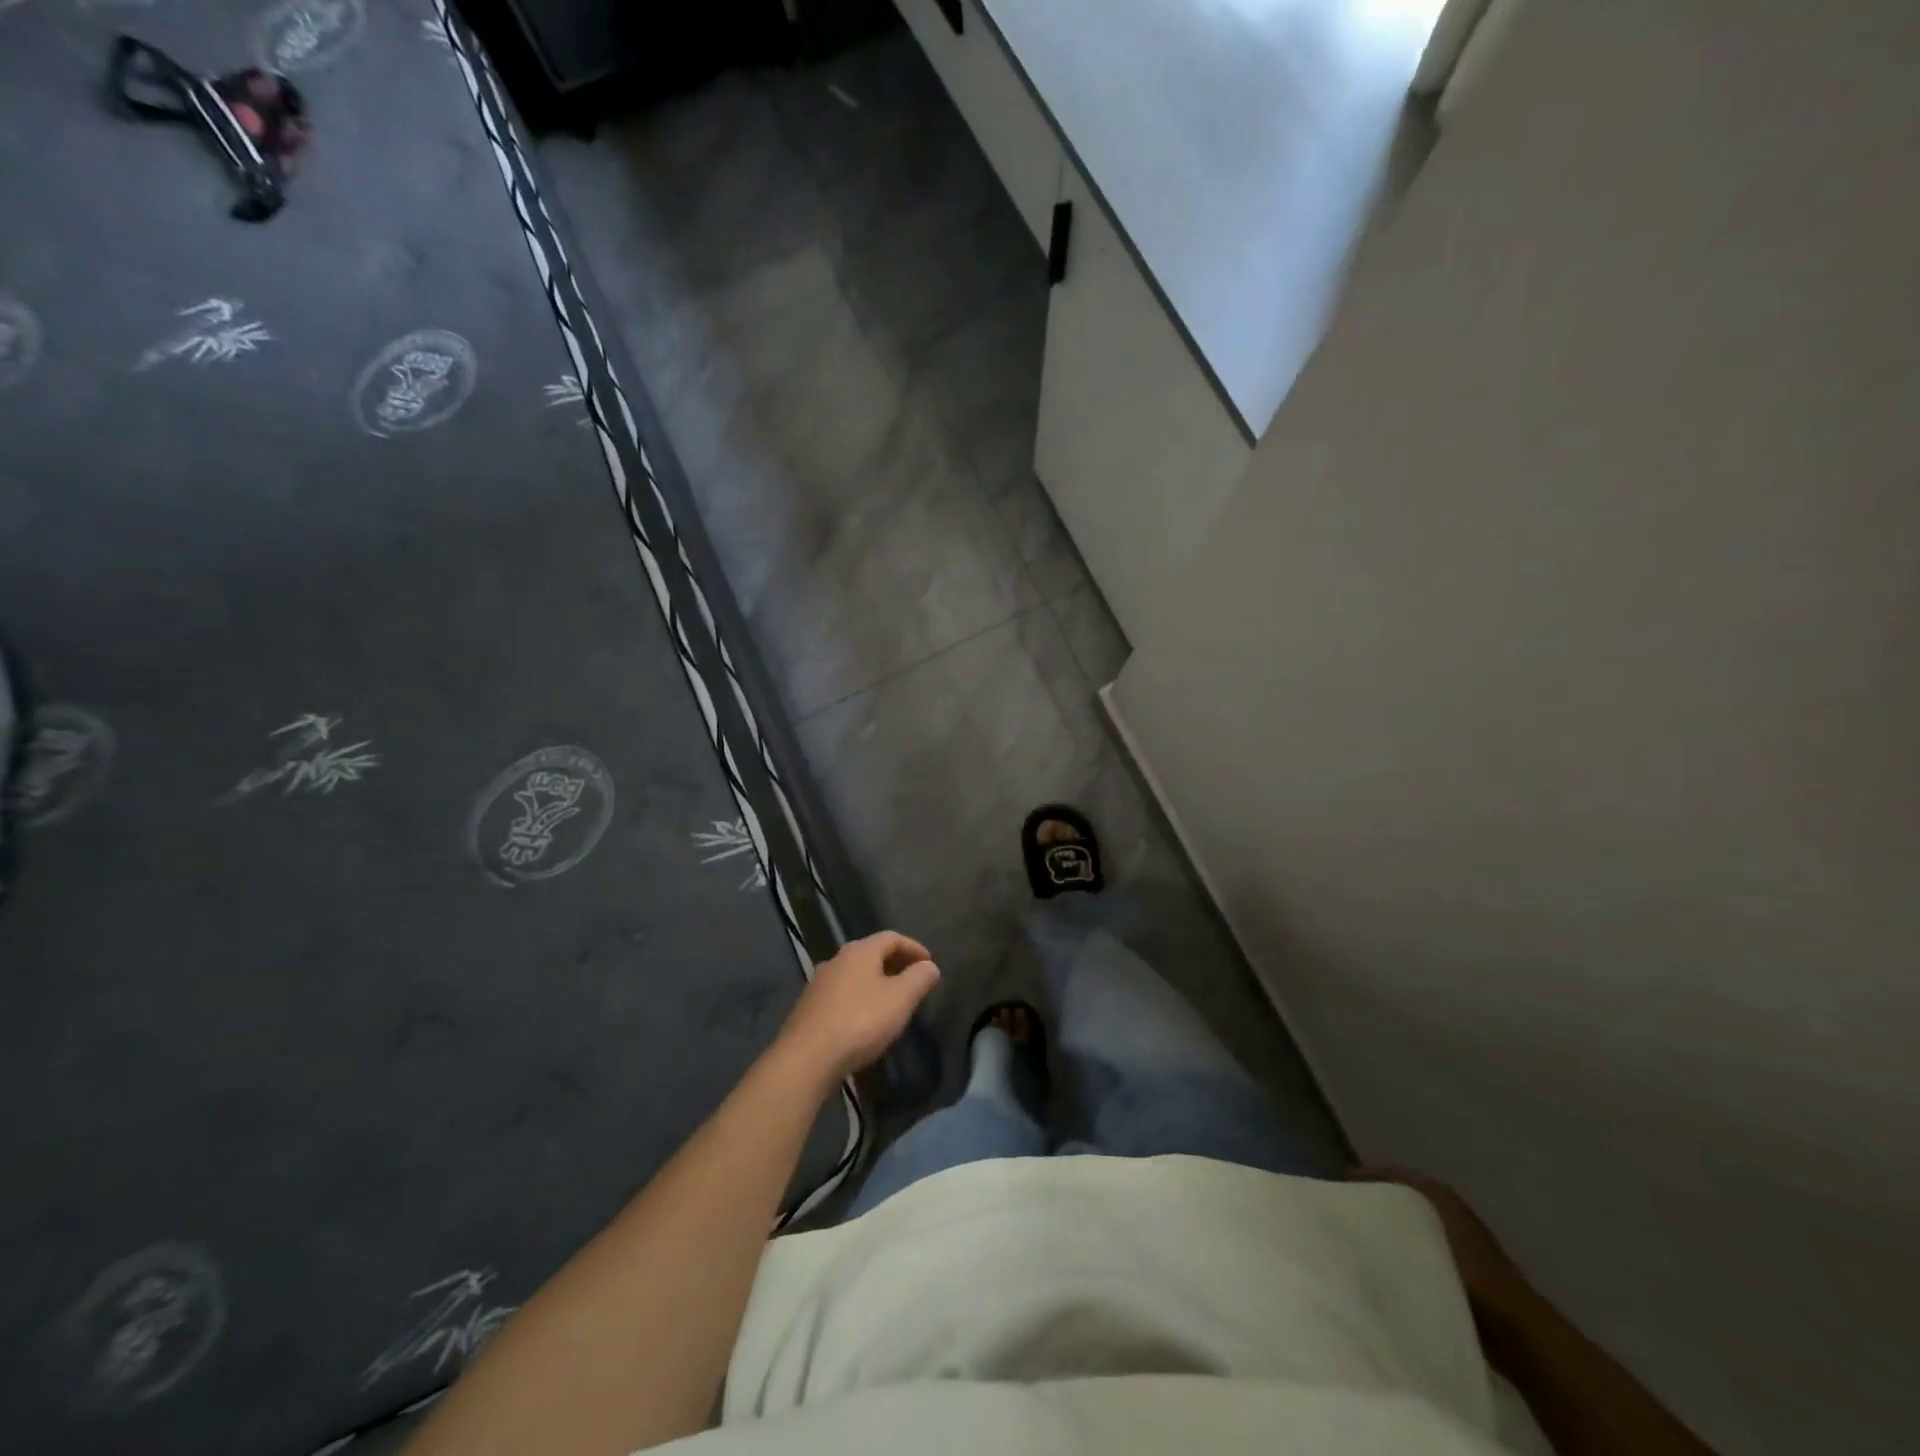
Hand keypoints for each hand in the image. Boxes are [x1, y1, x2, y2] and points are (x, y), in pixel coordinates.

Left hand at [774, 931, 940, 1085]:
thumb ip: (919, 979)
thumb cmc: (860, 1021)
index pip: (891, 937)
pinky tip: (865, 1020)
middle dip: (895, 964)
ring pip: (855, 975)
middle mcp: (836, 960)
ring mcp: (819, 984)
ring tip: (892, 1002)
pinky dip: (859, 999)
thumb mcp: (900, 999)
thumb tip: (929, 966)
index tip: (929, 964)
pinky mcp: (808, 1008)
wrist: (807, 1058)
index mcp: (859, 951)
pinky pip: (842, 995)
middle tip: (913, 982)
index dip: (914, 947)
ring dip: (876, 983)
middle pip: (871, 954)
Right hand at [1348, 1166, 1534, 1329]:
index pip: (1392, 1174)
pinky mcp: (1461, 1274)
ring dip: (1389, 1230)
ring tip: (1358, 1239)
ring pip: (1410, 1227)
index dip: (1365, 1177)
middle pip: (1401, 1198)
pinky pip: (1420, 1253)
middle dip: (1374, 1202)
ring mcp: (1458, 1243)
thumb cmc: (1469, 1271)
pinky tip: (1385, 1266)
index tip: (1337, 1186)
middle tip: (1342, 1211)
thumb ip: (1389, 1212)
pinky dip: (1403, 1254)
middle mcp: (1448, 1210)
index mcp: (1437, 1192)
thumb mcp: (1423, 1229)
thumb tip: (1353, 1199)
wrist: (1518, 1331)